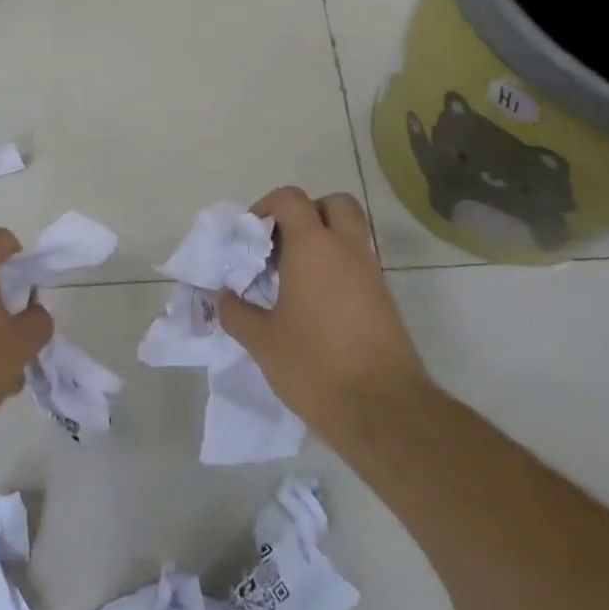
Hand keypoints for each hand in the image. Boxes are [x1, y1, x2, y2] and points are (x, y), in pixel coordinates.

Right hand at [216, 188, 434, 450]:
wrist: (383, 410)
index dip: (266, 206)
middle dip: (307, 213)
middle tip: (281, 244)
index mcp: (313, 247)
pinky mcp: (384, 300)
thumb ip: (236, 312)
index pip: (291, 199)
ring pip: (350, 234)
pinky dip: (337, 268)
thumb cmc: (314, 365)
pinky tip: (314, 304)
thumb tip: (223, 297)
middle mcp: (347, 250)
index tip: (251, 236)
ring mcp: (371, 274)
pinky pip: (358, 264)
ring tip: (293, 278)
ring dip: (324, 242)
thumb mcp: (262, 341)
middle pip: (334, 204)